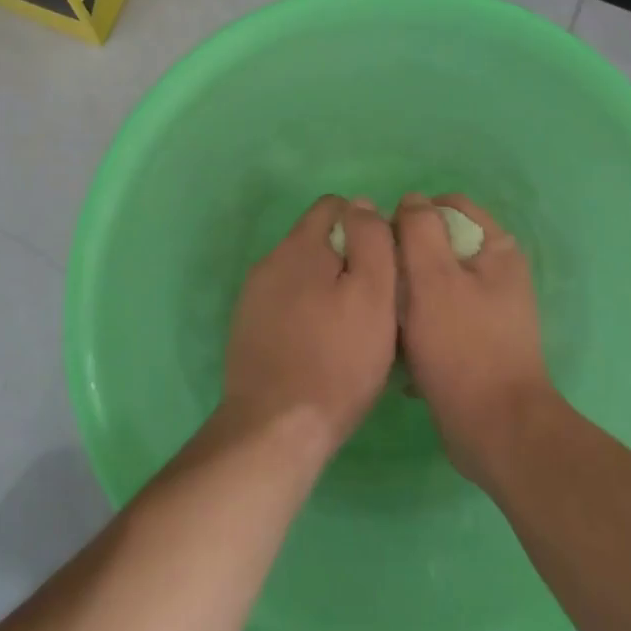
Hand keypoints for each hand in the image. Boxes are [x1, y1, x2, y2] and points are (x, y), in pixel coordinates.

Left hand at [219, 195, 398, 458]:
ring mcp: (253, 297)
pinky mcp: (246, 329)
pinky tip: (321, 349)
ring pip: (301, 276)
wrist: (275, 427)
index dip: (365, 227)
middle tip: (373, 304)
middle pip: (317, 241)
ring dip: (326, 290)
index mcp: (299, 246)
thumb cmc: (337, 360)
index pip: (334, 206)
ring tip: (350, 331)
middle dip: (346, 261)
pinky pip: (285, 305)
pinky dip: (306, 315)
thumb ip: (371, 240)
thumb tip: (362, 203)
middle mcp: (269, 261)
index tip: (384, 265)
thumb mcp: (373, 294)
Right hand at [396, 194, 555, 485]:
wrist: (495, 430)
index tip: (385, 244)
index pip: (448, 206)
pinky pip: (438, 317)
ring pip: (433, 283)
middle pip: (439, 244)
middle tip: (382, 284)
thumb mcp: (432, 278)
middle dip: (405, 259)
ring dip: (407, 296)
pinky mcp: (476, 340)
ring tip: (386, 318)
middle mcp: (497, 272)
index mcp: (496, 248)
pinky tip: (401, 349)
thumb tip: (411, 200)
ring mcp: (488, 308)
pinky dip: (418, 326)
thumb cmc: (462, 347)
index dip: (412, 216)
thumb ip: (419, 229)